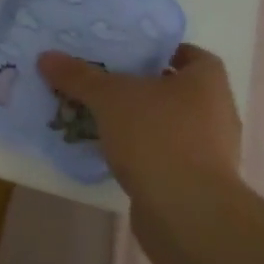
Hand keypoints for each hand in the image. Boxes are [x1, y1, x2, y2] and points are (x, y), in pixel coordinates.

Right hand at [37, 43, 242, 192]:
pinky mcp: (196, 182)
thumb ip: (78, 76)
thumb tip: (46, 56)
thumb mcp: (108, 98)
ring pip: (167, 123)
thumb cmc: (157, 137)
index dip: (161, 51)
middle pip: (175, 89)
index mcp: (207, 82)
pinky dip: (141, 151)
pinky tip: (110, 151)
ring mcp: (210, 150)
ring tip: (98, 117)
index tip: (127, 54)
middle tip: (103, 82)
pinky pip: (164, 154)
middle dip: (140, 87)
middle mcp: (216, 112)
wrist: (187, 212)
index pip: (190, 54)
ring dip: (138, 121)